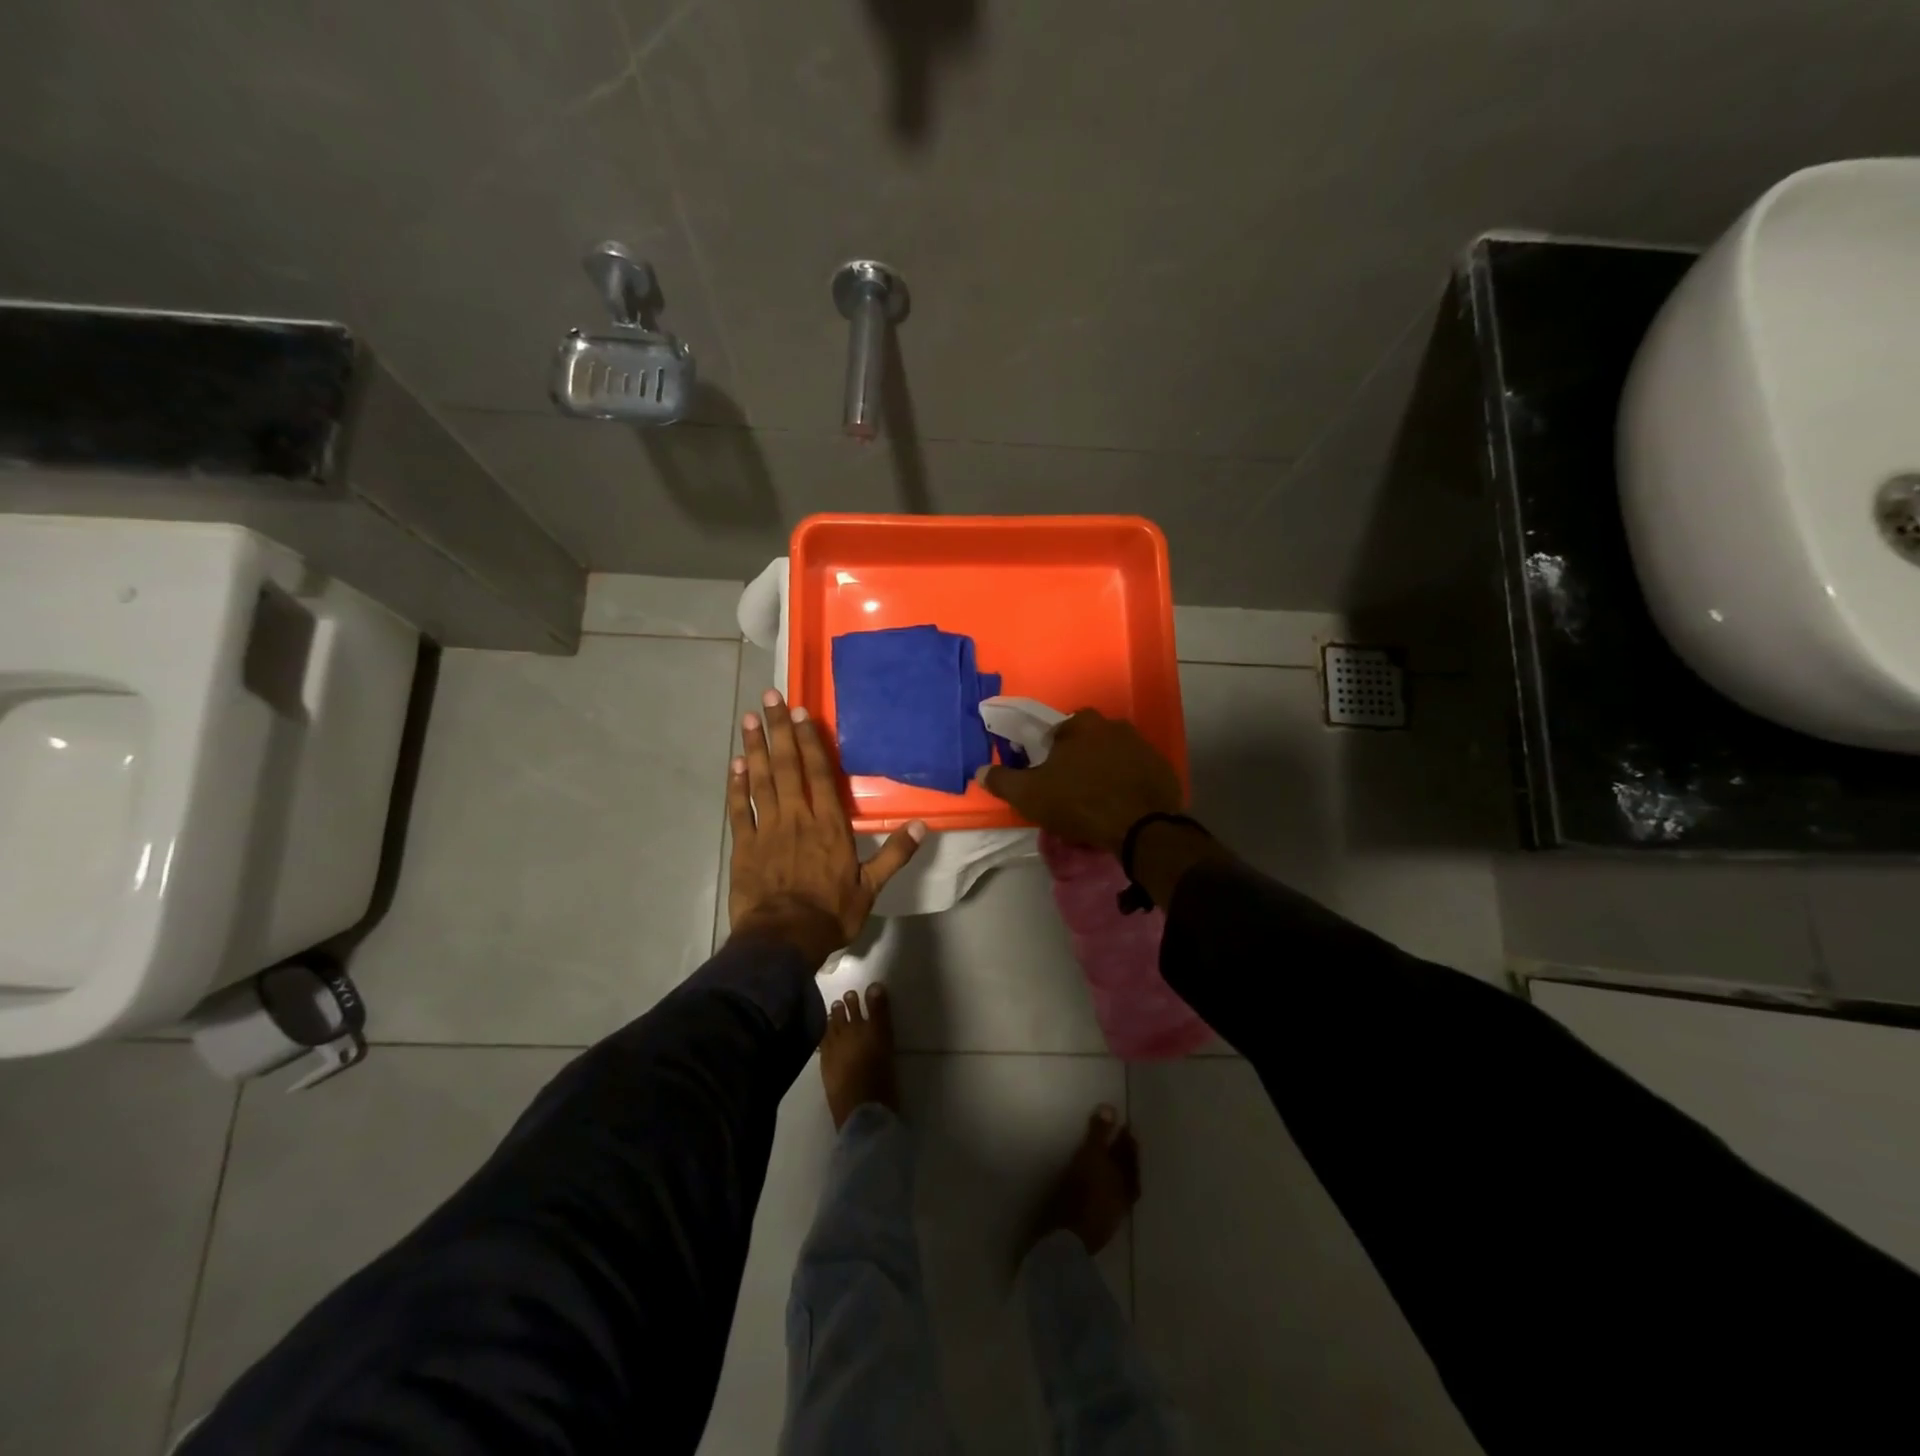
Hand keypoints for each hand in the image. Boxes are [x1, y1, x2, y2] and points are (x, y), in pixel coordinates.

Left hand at [729, 690, 924, 967]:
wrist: (783, 940)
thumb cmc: (830, 913)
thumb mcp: (871, 887)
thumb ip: (895, 854)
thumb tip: (922, 826)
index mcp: (829, 824)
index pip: (819, 773)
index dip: (810, 741)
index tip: (801, 712)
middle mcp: (797, 817)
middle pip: (787, 766)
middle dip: (779, 730)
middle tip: (769, 697)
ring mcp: (767, 829)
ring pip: (761, 780)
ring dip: (755, 748)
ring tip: (749, 719)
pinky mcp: (744, 846)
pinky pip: (739, 809)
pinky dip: (736, 786)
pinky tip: (734, 765)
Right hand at [974, 708, 1182, 852]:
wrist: (1141, 827)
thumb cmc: (1079, 803)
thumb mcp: (1029, 795)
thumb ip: (1002, 780)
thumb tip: (979, 771)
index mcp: (1080, 724)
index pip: (1056, 733)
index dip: (1047, 755)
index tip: (1045, 777)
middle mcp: (1113, 725)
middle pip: (1086, 742)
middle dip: (1076, 761)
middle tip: (1069, 791)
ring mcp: (1142, 745)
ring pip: (1112, 756)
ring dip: (1103, 772)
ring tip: (1095, 802)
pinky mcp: (1161, 768)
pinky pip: (1135, 773)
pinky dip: (1126, 785)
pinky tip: (1120, 806)